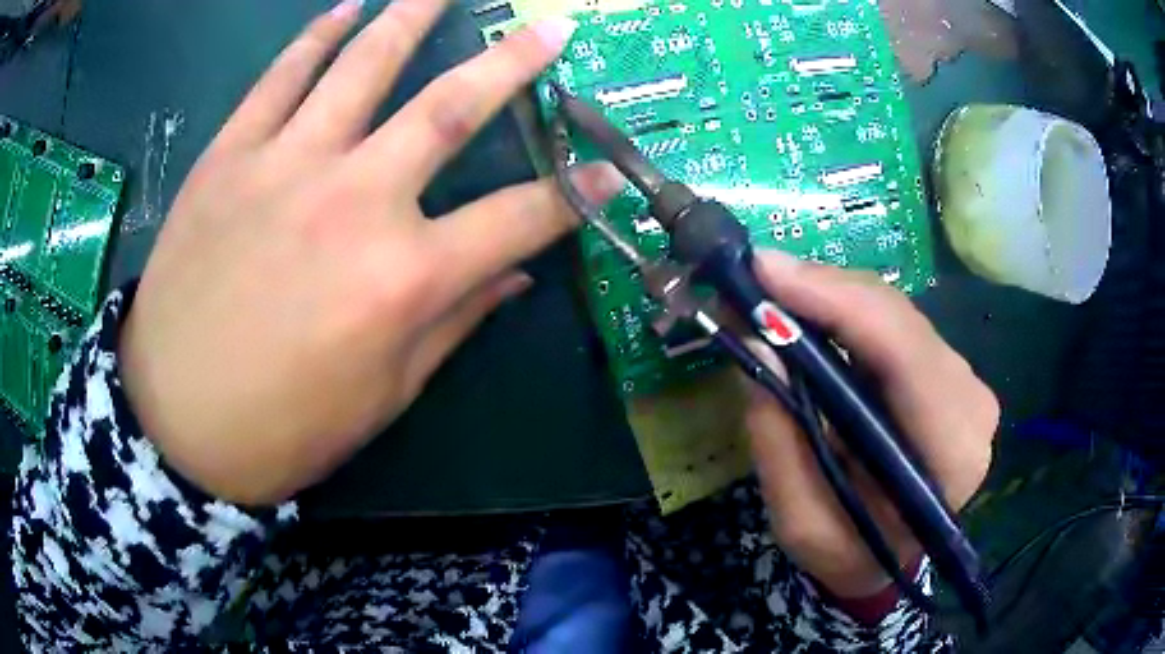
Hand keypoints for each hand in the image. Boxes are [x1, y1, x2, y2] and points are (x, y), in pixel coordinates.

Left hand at [119, 0, 622, 505]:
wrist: (176, 423)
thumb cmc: (284, 428)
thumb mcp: (383, 395)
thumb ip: (452, 324)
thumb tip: (511, 276)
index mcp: (403, 278)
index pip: (518, 219)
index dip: (573, 195)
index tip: (608, 172)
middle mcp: (354, 200)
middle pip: (449, 109)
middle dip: (512, 63)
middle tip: (550, 27)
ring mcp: (284, 166)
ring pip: (362, 67)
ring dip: (411, 17)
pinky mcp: (228, 158)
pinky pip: (279, 80)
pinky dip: (313, 39)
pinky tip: (342, 11)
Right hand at [746, 251, 998, 598]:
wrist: (889, 558)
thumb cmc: (848, 552)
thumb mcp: (801, 522)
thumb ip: (780, 440)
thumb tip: (759, 344)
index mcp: (949, 452)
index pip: (902, 352)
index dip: (836, 300)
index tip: (764, 271)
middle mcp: (970, 404)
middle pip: (899, 320)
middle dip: (823, 291)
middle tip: (755, 279)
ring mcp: (965, 383)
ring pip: (896, 313)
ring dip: (832, 298)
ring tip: (774, 295)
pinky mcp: (948, 372)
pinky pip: (895, 324)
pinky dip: (848, 312)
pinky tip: (810, 314)